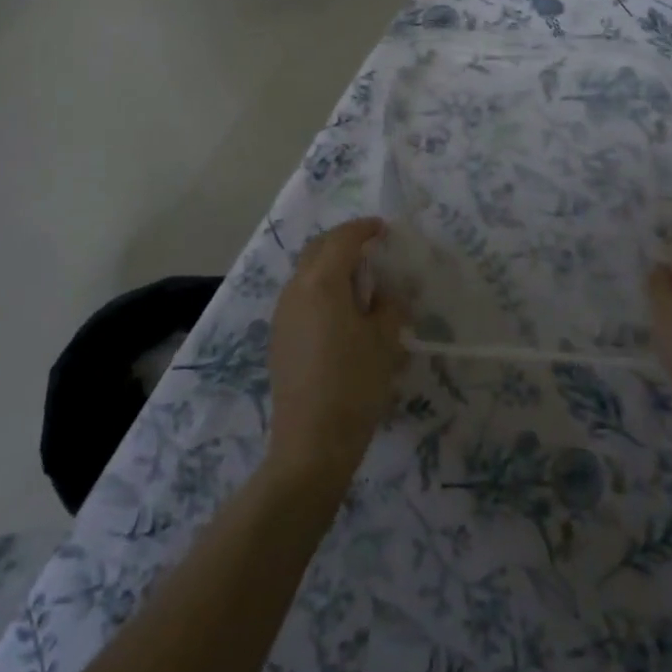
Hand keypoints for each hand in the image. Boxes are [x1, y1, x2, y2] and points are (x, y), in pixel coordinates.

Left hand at [266, 218, 409, 484]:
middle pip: (318, 249)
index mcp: (321, 282)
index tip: (384, 229)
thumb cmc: (354, 384)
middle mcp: (296, 289)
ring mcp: (282, 313)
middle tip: (371, 248)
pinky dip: (322, 289)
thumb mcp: (385, 341)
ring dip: (331, 266)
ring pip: (306, 272)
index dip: (364, 229)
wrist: (311, 443)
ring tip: (361, 282)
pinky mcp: (279, 336)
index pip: (342, 239)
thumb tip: (392, 291)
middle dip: (343, 241)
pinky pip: (301, 296)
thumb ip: (391, 305)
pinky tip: (342, 313)